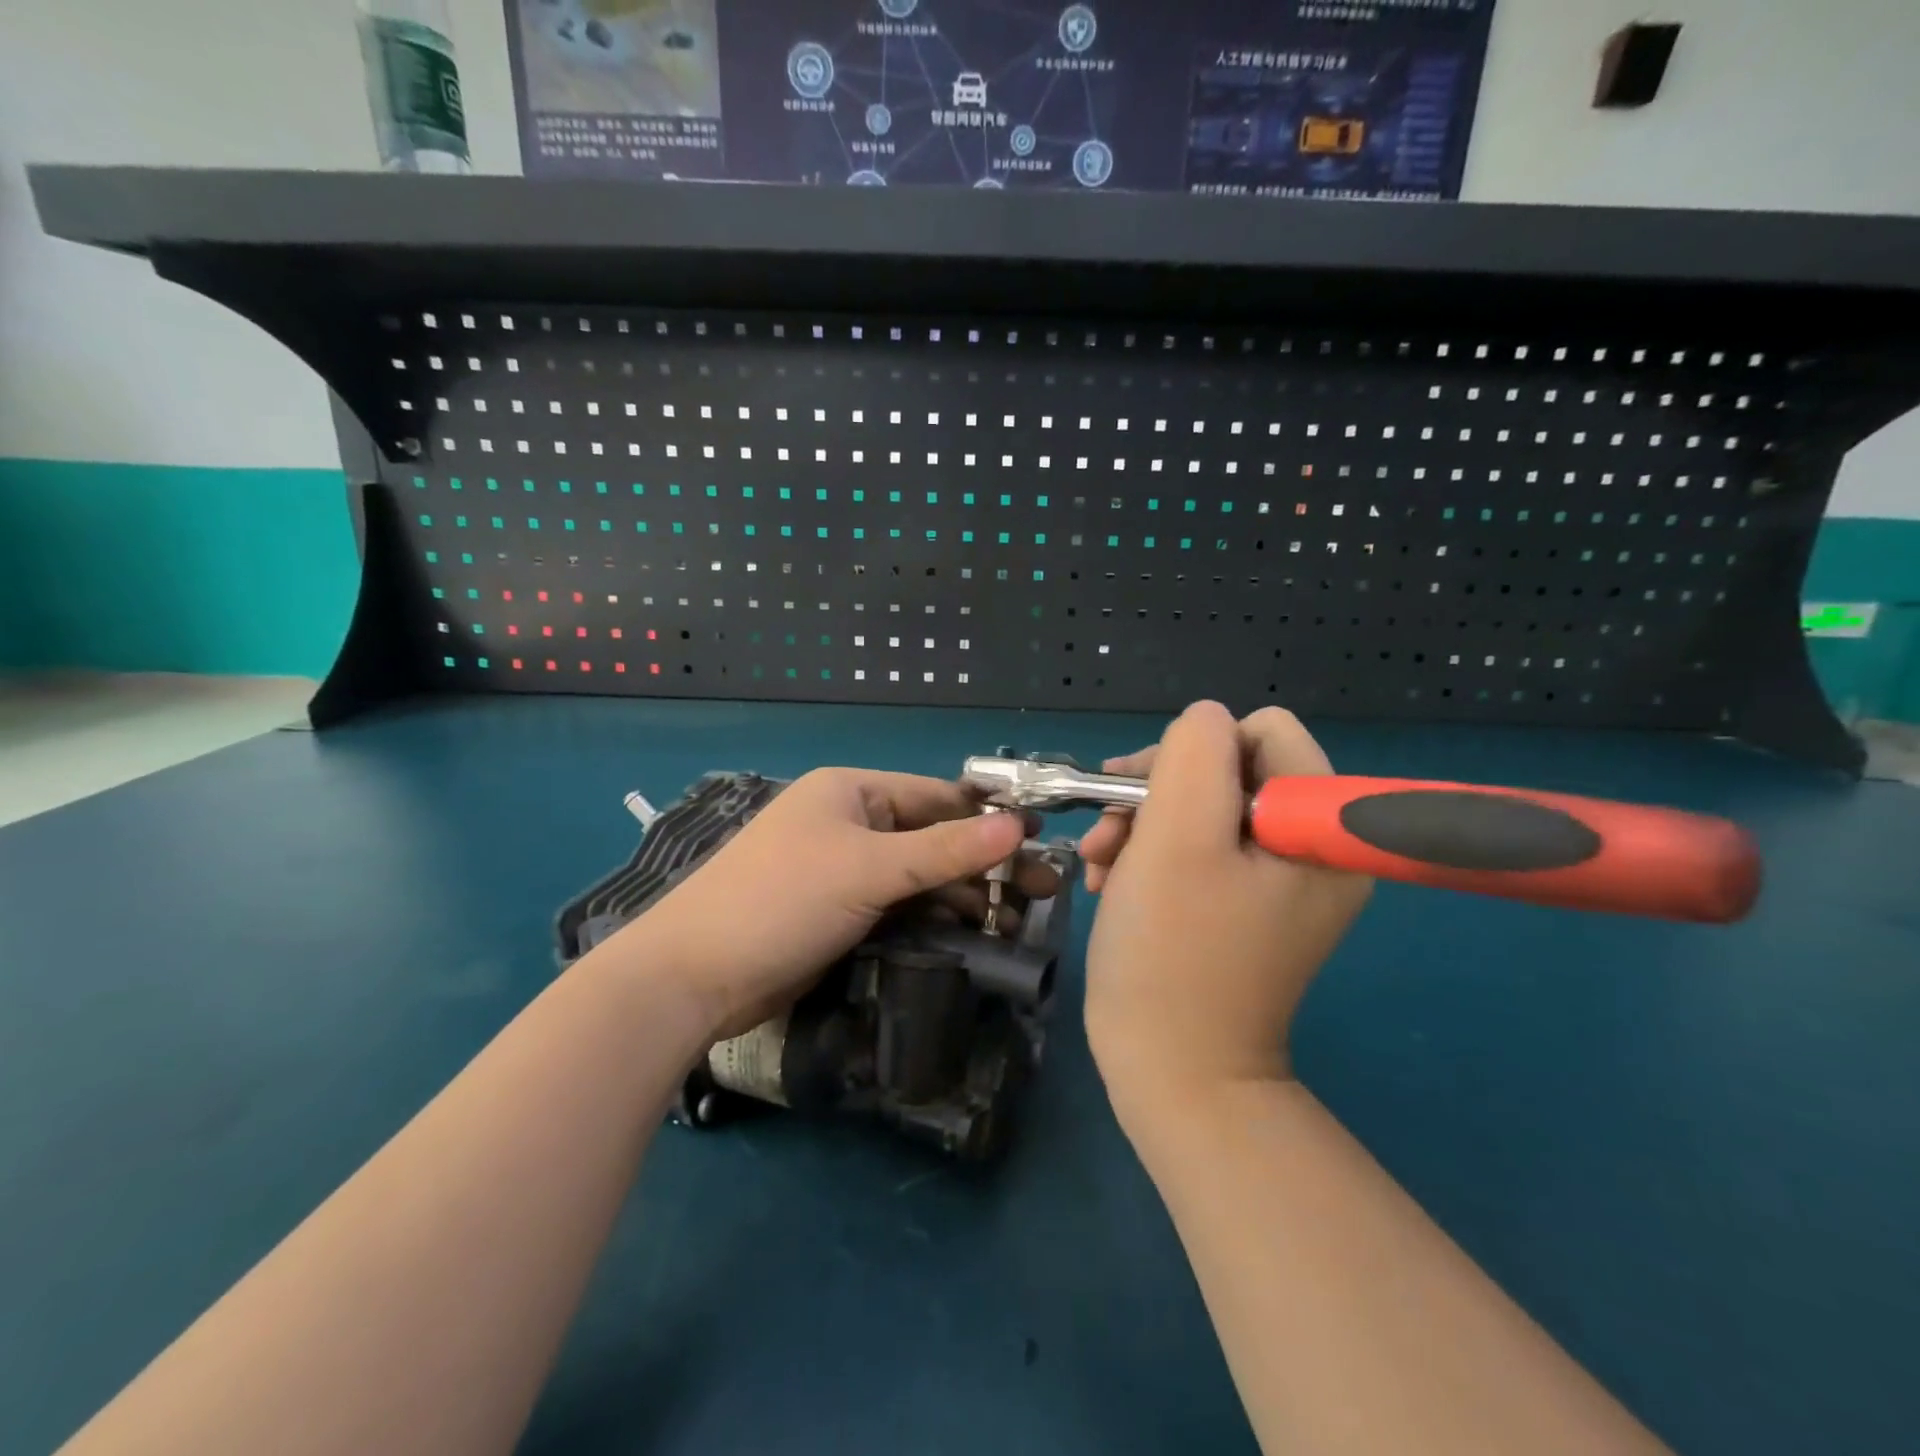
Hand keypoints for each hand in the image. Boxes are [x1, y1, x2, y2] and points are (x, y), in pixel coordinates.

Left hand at [611, 769, 1056, 1037]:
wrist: (694, 977)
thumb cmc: (783, 900)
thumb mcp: (869, 869)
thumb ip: (946, 850)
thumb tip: (1018, 826)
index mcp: (851, 792)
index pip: (935, 796)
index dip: (987, 817)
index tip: (1040, 841)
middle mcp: (850, 824)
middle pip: (931, 838)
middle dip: (983, 863)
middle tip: (1043, 892)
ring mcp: (843, 871)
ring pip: (917, 877)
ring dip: (963, 896)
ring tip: (1016, 923)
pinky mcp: (839, 914)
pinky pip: (898, 907)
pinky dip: (932, 919)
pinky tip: (972, 936)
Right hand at [1079, 702, 1371, 1116]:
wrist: (1170, 1071)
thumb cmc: (1172, 954)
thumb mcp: (1177, 838)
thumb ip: (1194, 755)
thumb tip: (1203, 721)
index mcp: (1322, 828)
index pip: (1262, 732)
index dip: (1195, 754)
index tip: (1147, 798)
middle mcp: (1312, 847)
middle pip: (1228, 768)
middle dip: (1159, 794)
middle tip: (1112, 834)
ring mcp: (1280, 879)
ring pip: (1202, 807)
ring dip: (1143, 826)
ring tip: (1104, 866)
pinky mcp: (1246, 903)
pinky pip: (1199, 848)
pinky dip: (1150, 856)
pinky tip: (1114, 883)